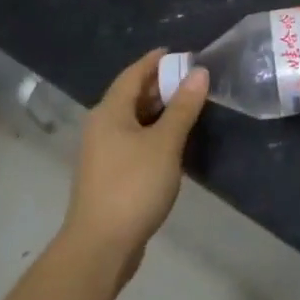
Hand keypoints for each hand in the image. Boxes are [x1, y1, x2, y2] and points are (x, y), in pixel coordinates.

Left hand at [60, 48, 208, 282]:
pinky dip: (154, 130)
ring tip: (190, 104)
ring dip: (159, 109)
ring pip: (133, 119)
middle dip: (161, 83)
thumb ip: (183, 107)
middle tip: (194, 78)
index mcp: (109, 112)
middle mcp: (101, 126)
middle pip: (132, 95)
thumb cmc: (133, 186)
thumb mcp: (165, 143)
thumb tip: (199, 72)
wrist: (100, 247)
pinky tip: (174, 139)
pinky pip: (133, 139)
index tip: (183, 53)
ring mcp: (103, 152)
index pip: (133, 73)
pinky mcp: (110, 174)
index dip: (156, 60)